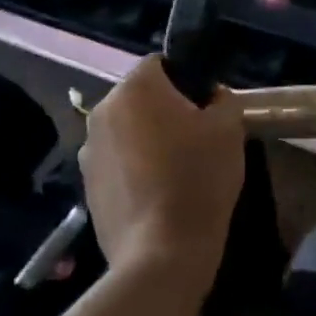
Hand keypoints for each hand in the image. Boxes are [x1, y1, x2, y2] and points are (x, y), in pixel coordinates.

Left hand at [79, 58, 245, 292]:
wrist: (162, 252)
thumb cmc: (199, 179)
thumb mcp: (229, 129)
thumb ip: (222, 99)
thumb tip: (211, 96)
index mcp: (135, 89)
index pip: (161, 63)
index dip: (188, 80)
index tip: (207, 108)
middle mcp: (102, 111)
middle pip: (140, 97)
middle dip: (165, 110)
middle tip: (197, 139)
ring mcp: (88, 151)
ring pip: (127, 131)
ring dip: (147, 140)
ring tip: (176, 170)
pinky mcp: (86, 185)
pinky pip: (116, 163)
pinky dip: (134, 169)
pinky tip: (158, 194)